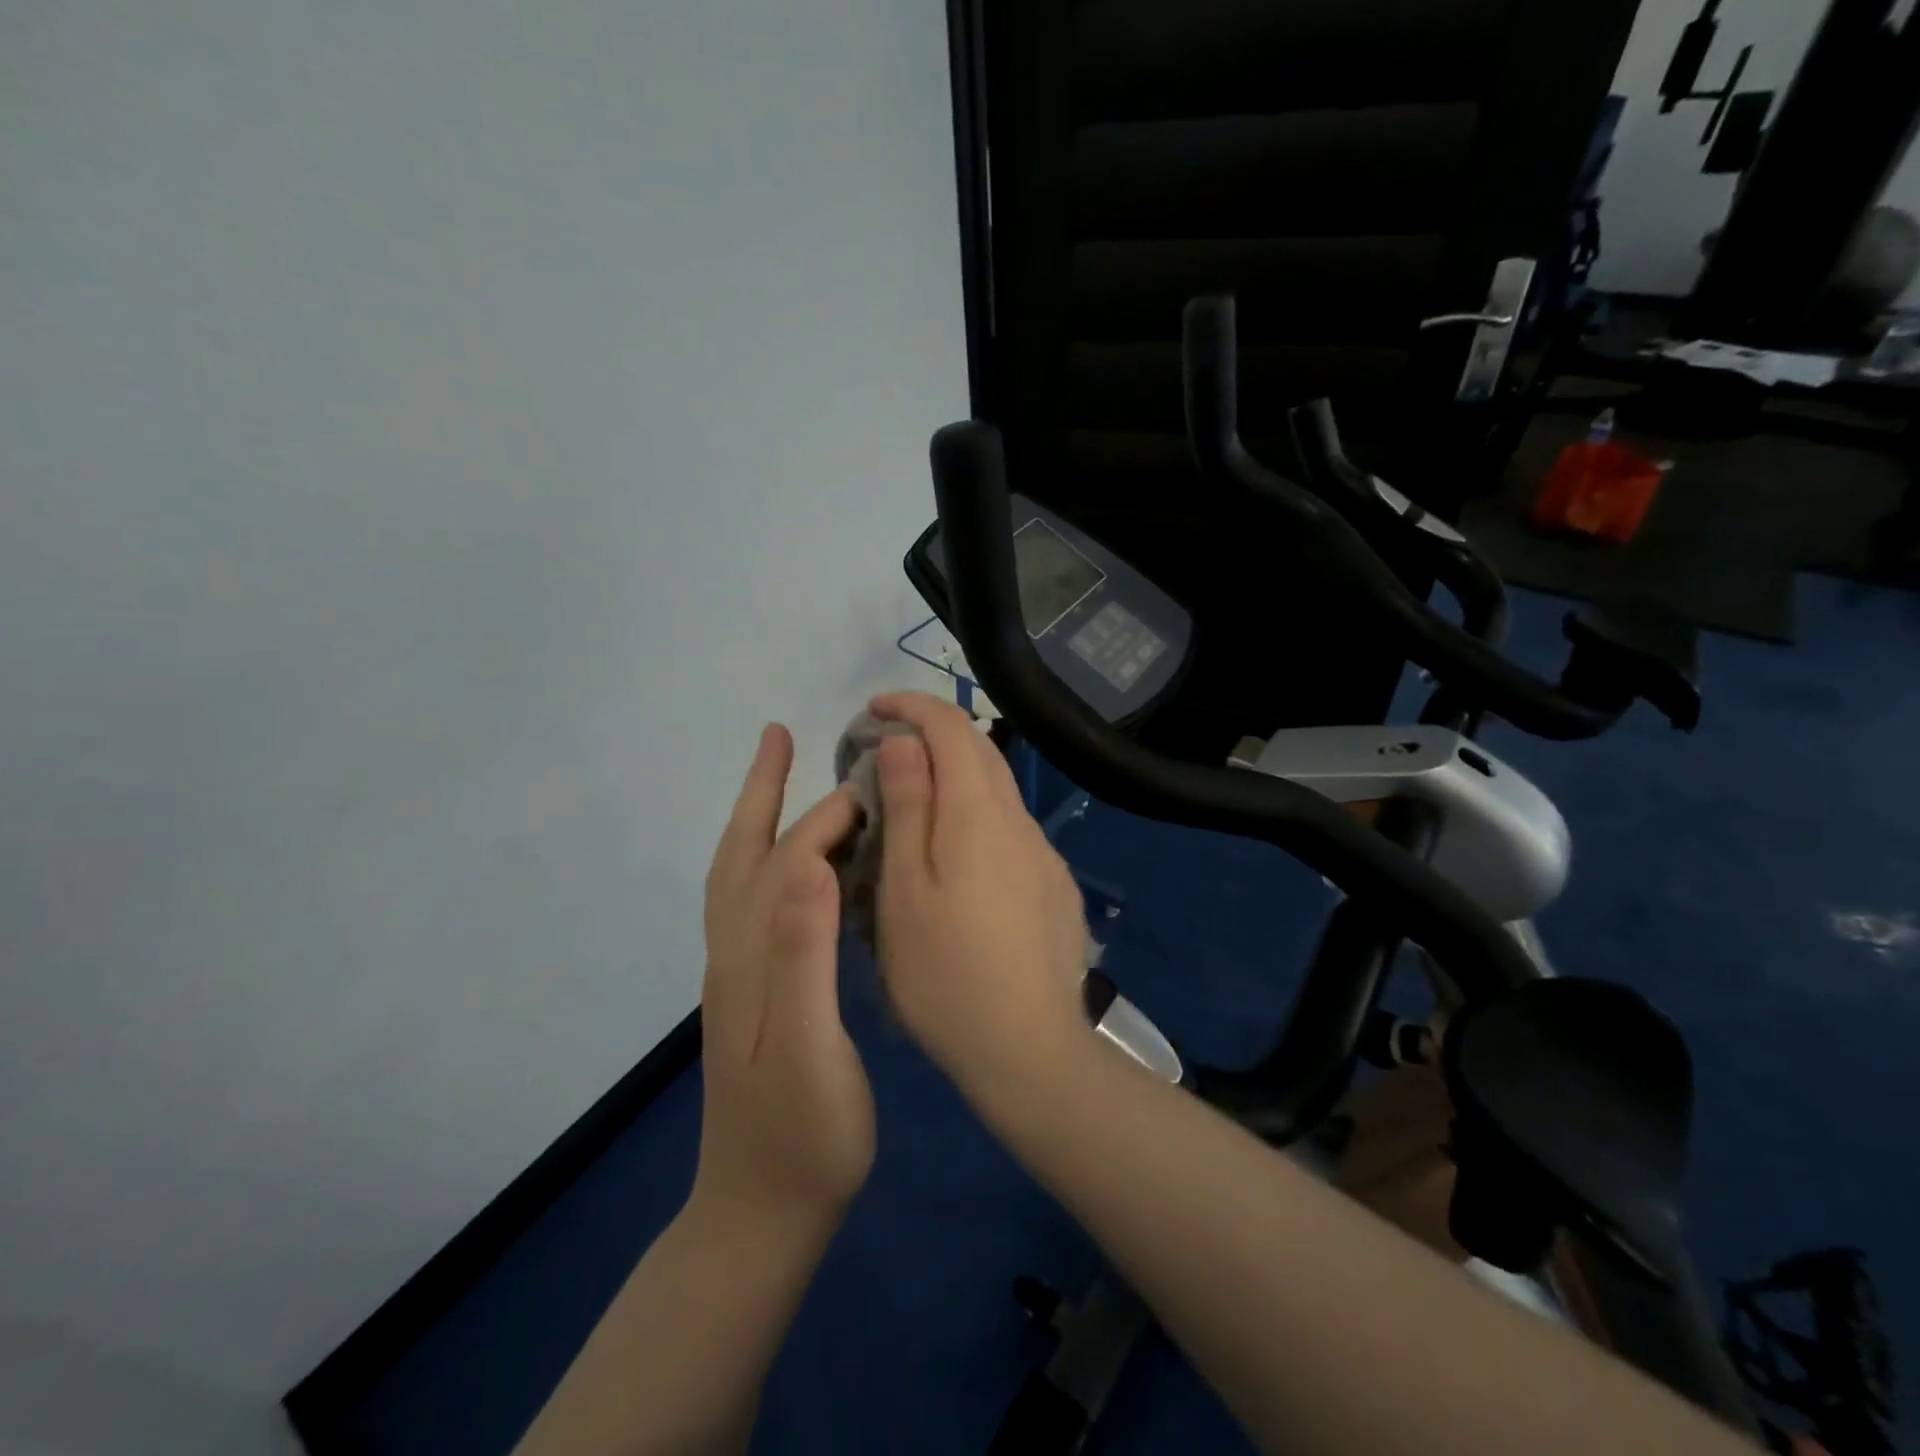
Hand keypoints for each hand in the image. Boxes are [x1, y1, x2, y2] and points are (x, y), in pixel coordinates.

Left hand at [694, 724, 874, 1226]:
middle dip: (762, 791)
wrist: (763, 1213)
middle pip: (743, 853)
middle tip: (783, 735)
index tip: (871, 785)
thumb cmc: (801, 1136)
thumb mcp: (806, 1050)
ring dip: (759, 818)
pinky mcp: (753, 990)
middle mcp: (735, 952)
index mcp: (751, 956)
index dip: (826, 817)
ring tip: (784, 778)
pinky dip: (773, 861)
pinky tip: (803, 864)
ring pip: (743, 875)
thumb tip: (812, 864)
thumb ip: (803, 957)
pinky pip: (758, 902)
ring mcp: (740, 972)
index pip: (788, 861)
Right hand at [868, 692, 1089, 1094]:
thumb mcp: (905, 888)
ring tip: (911, 800)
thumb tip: (906, 740)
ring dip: (955, 776)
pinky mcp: (1054, 884)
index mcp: (979, 813)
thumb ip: (909, 805)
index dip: (912, 706)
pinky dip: (977, 814)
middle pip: (979, 750)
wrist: (1028, 1048)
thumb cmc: (945, 972)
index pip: (951, 727)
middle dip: (932, 734)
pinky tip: (955, 856)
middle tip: (884, 751)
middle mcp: (1019, 820)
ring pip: (997, 790)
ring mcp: (1043, 854)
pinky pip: (1011, 828)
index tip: (873, 710)